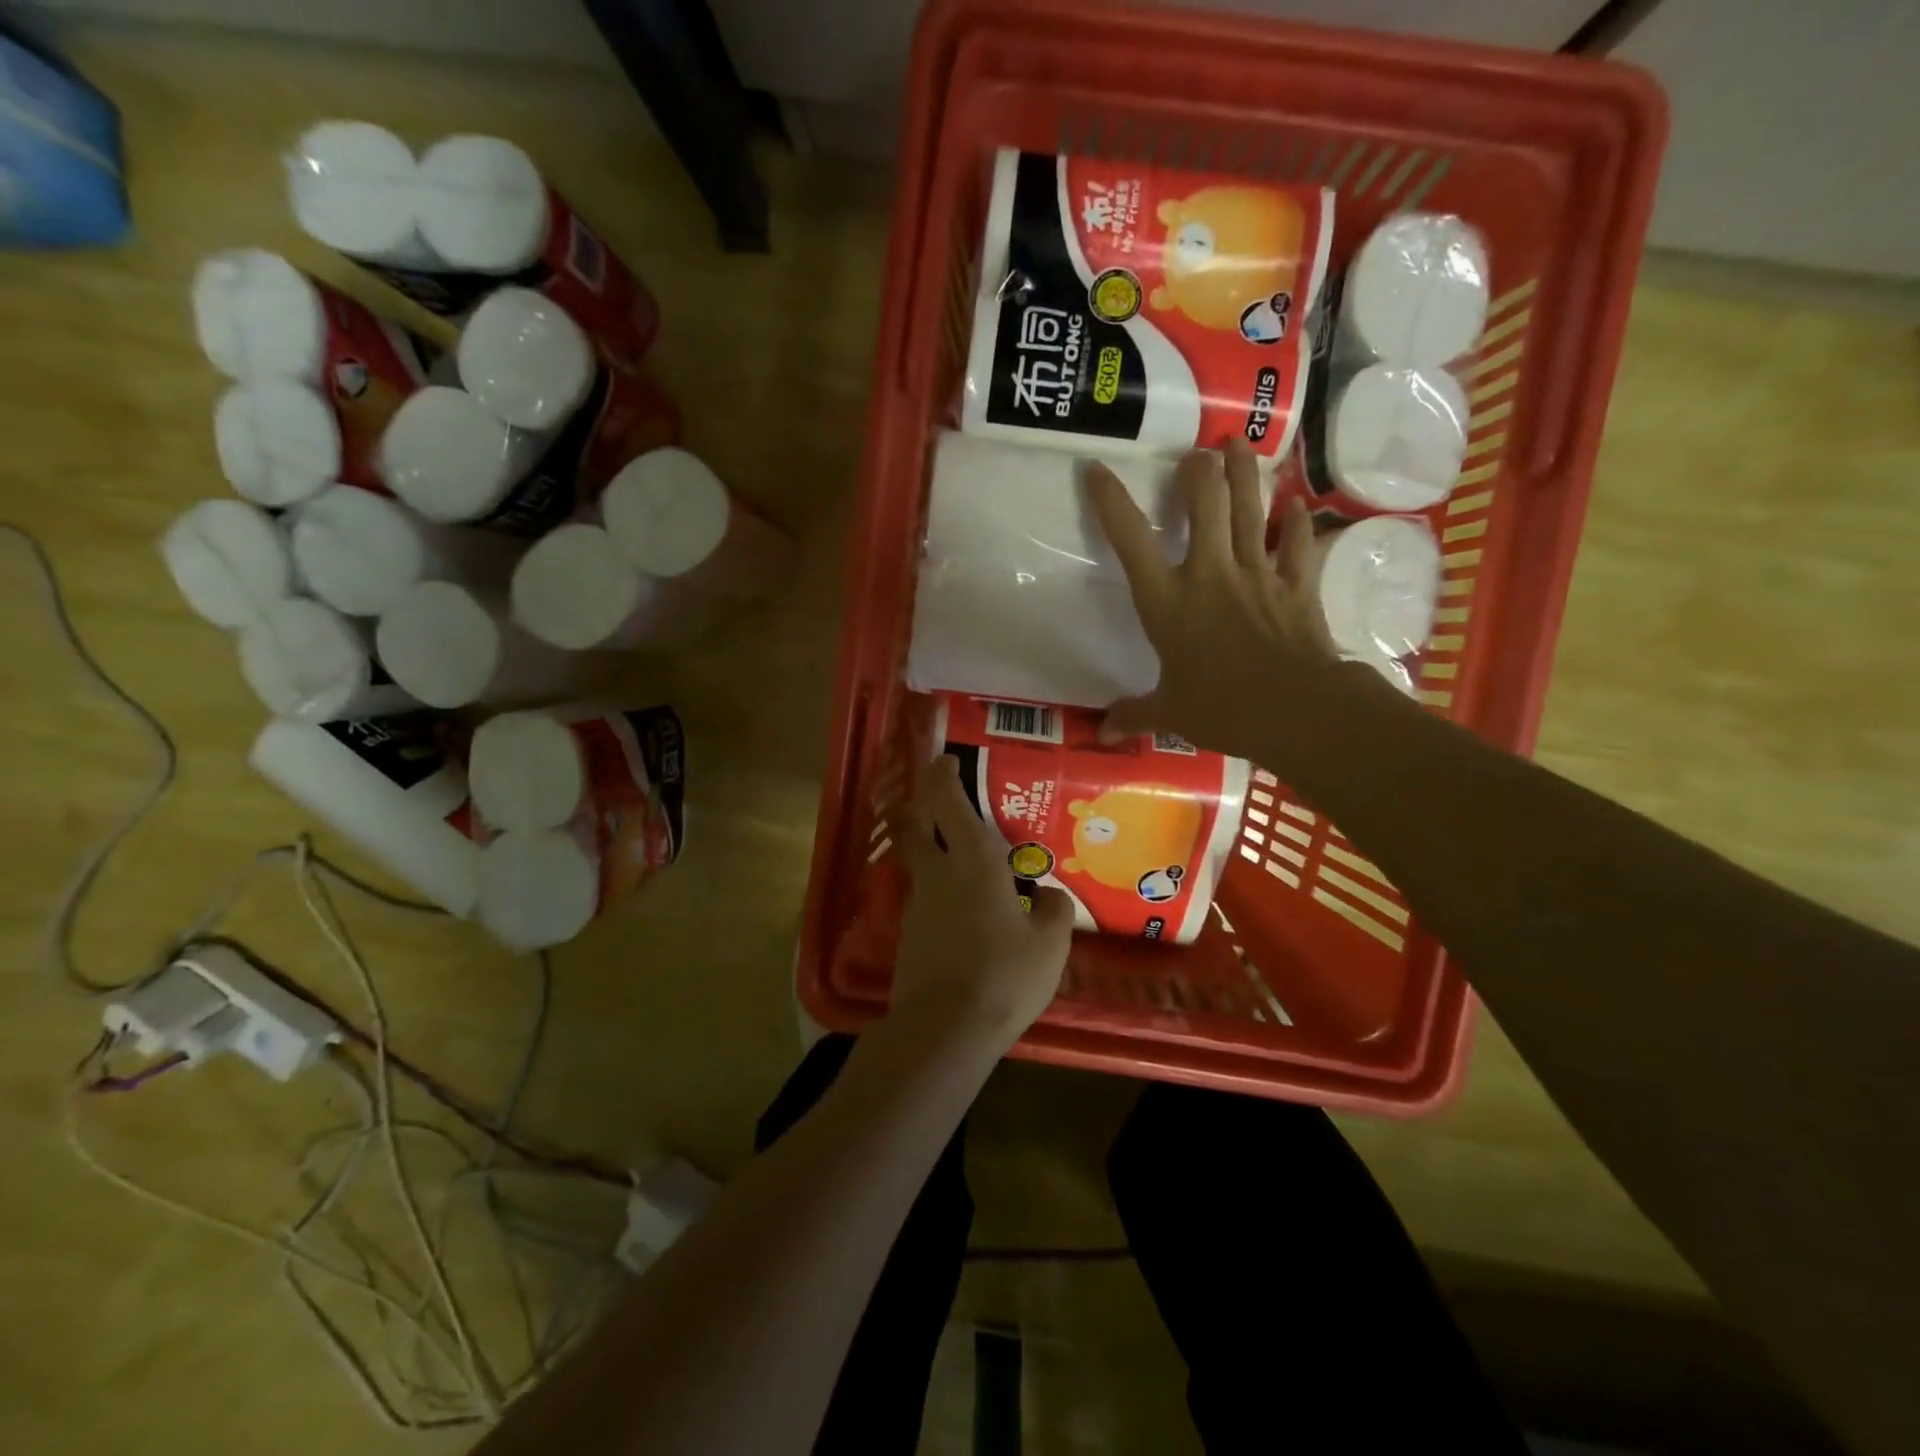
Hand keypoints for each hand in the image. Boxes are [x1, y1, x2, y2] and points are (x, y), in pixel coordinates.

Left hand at [886, 755, 1074, 1052]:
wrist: (945, 1028)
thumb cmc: (1004, 973)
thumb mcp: (1050, 944)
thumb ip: (1052, 911)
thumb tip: (1047, 896)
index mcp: (972, 861)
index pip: (947, 801)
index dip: (942, 775)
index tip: (947, 762)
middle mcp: (937, 874)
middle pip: (913, 825)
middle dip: (918, 805)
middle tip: (934, 799)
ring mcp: (917, 906)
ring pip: (919, 865)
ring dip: (932, 855)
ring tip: (967, 870)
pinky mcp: (908, 937)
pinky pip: (925, 902)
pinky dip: (940, 897)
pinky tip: (964, 917)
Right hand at [1086, 440, 1341, 762]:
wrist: (1294, 711)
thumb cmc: (1220, 709)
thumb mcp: (1169, 713)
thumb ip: (1135, 714)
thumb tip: (1103, 733)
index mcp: (1168, 601)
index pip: (1131, 541)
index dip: (1111, 501)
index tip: (1097, 469)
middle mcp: (1210, 575)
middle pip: (1205, 506)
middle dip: (1199, 472)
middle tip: (1197, 452)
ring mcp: (1257, 576)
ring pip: (1249, 512)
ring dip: (1244, 475)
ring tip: (1238, 445)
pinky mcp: (1297, 588)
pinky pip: (1296, 547)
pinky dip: (1295, 525)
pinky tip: (1294, 505)